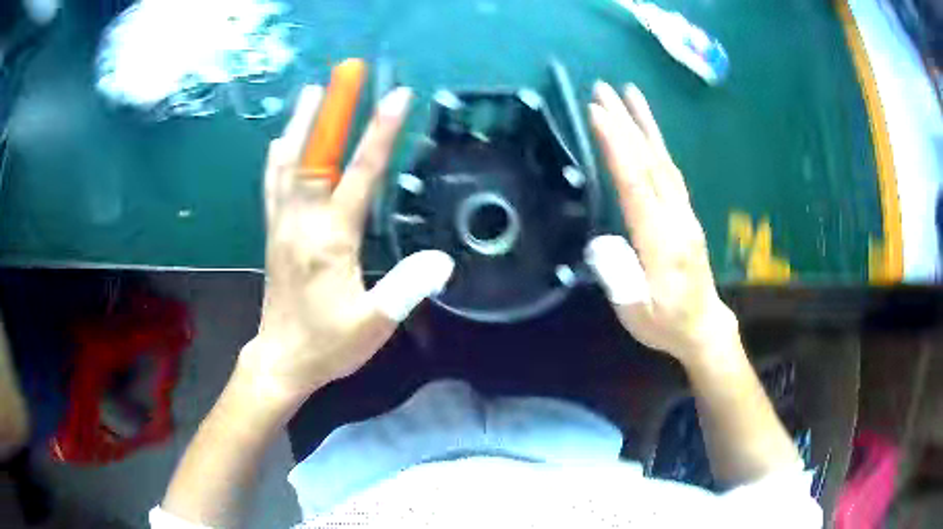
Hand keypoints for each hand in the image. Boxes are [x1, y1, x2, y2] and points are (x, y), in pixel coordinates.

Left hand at [237, 85, 453, 406]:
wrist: (281, 360)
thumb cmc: (328, 344)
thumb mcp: (374, 324)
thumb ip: (406, 289)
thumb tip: (441, 259)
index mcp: (330, 238)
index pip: (360, 174)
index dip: (380, 133)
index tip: (397, 96)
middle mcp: (301, 221)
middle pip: (314, 154)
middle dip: (331, 110)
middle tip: (342, 75)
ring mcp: (281, 225)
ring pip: (286, 162)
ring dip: (299, 123)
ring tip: (309, 92)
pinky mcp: (273, 233)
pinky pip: (272, 183)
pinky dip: (278, 155)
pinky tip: (280, 141)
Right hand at [585, 82, 737, 363]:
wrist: (703, 326)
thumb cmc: (666, 323)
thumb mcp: (637, 314)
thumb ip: (620, 280)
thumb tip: (602, 243)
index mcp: (662, 241)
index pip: (637, 184)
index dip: (618, 146)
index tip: (598, 113)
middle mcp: (677, 218)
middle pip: (651, 162)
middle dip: (626, 122)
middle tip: (602, 89)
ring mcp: (685, 211)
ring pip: (665, 160)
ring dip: (645, 124)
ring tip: (629, 93)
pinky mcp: (686, 211)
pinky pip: (671, 169)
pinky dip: (657, 143)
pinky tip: (647, 130)